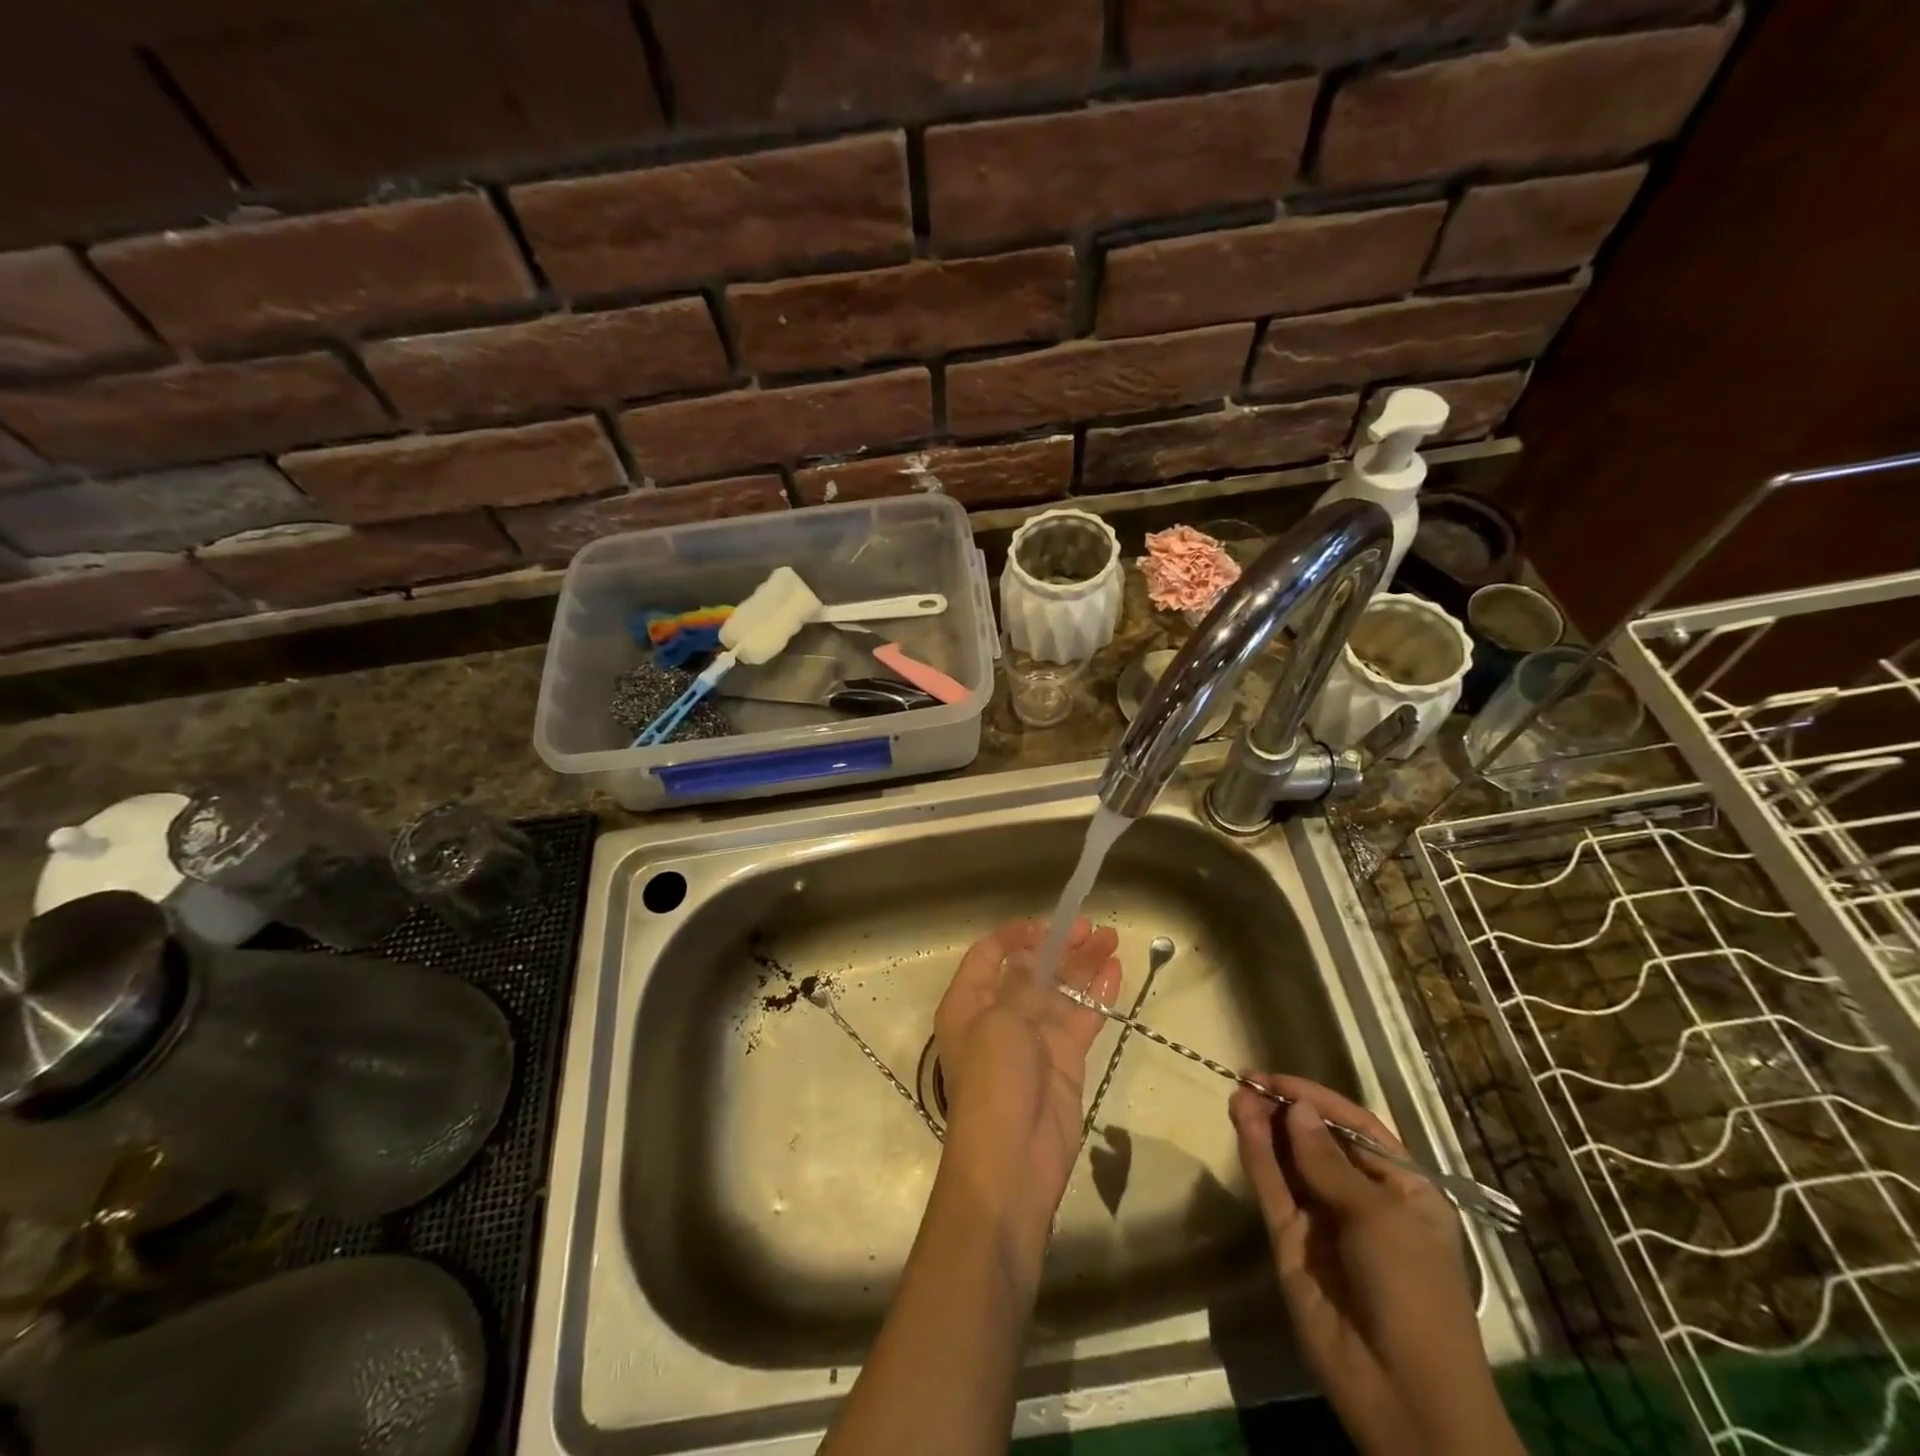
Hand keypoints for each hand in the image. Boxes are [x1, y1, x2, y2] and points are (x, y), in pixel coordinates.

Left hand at [934, 918, 1120, 1225]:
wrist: (1013, 1163)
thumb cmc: (994, 1082)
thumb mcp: (1001, 1023)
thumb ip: (1023, 986)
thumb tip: (1034, 957)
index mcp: (968, 1004)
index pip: (988, 956)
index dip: (1016, 936)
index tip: (1048, 925)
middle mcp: (998, 1017)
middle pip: (1032, 971)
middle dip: (1061, 947)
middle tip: (1093, 928)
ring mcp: (1034, 1039)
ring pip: (1061, 991)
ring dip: (1084, 965)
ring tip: (1112, 939)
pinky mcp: (1064, 1061)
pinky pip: (1082, 1019)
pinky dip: (1097, 996)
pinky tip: (1116, 972)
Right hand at [1231, 1074, 1514, 1455]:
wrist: (1404, 1395)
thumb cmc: (1413, 1292)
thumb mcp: (1379, 1218)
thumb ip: (1329, 1163)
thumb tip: (1297, 1110)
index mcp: (1403, 1190)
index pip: (1357, 1128)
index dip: (1319, 1100)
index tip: (1279, 1078)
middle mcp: (1362, 1200)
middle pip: (1318, 1141)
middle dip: (1287, 1110)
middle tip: (1250, 1081)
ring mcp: (1323, 1221)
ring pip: (1289, 1161)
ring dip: (1266, 1126)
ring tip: (1239, 1093)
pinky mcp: (1290, 1243)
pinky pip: (1273, 1189)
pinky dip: (1257, 1155)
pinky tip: (1243, 1122)